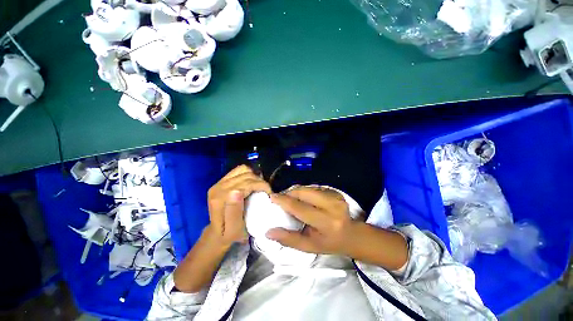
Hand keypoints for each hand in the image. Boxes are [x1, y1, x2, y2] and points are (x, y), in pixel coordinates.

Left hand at [207, 165, 270, 247]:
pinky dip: (248, 174)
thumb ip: (234, 212)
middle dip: (260, 181)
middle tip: (266, 192)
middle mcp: (218, 187)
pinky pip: (239, 170)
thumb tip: (237, 191)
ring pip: (243, 170)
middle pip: (246, 175)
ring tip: (259, 187)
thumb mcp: (234, 230)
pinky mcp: (221, 180)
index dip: (261, 185)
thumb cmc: (229, 234)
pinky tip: (251, 183)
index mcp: (220, 199)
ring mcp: (219, 182)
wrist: (217, 233)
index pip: (246, 183)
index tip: (269, 194)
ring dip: (254, 177)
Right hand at [266, 187, 356, 254]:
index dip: (284, 201)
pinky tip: (304, 199)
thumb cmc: (328, 243)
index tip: (272, 197)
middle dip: (290, 193)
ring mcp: (335, 197)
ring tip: (291, 199)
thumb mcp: (309, 246)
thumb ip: (289, 239)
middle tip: (281, 199)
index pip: (300, 208)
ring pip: (308, 188)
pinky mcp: (335, 191)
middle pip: (304, 192)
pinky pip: (314, 188)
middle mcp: (333, 206)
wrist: (351, 235)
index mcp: (326, 223)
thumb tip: (268, 232)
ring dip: (297, 192)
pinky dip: (305, 192)